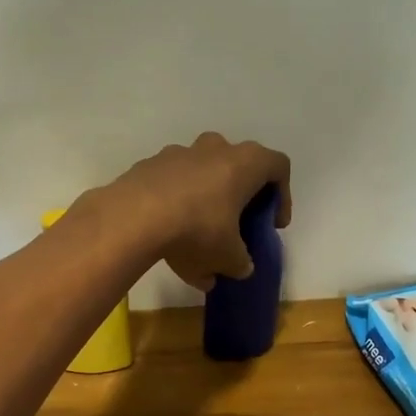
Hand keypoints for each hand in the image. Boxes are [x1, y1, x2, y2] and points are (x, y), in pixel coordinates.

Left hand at [105, 133, 292, 290]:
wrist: (133, 217)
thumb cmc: (197, 230)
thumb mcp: (228, 257)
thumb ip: (241, 262)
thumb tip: (241, 267)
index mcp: (244, 163)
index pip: (278, 167)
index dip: (282, 196)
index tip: (272, 223)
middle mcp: (214, 148)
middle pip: (237, 165)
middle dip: (239, 195)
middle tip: (236, 224)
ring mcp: (178, 153)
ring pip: (201, 174)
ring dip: (205, 201)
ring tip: (196, 240)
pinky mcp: (148, 166)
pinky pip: (171, 184)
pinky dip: (175, 205)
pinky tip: (167, 237)